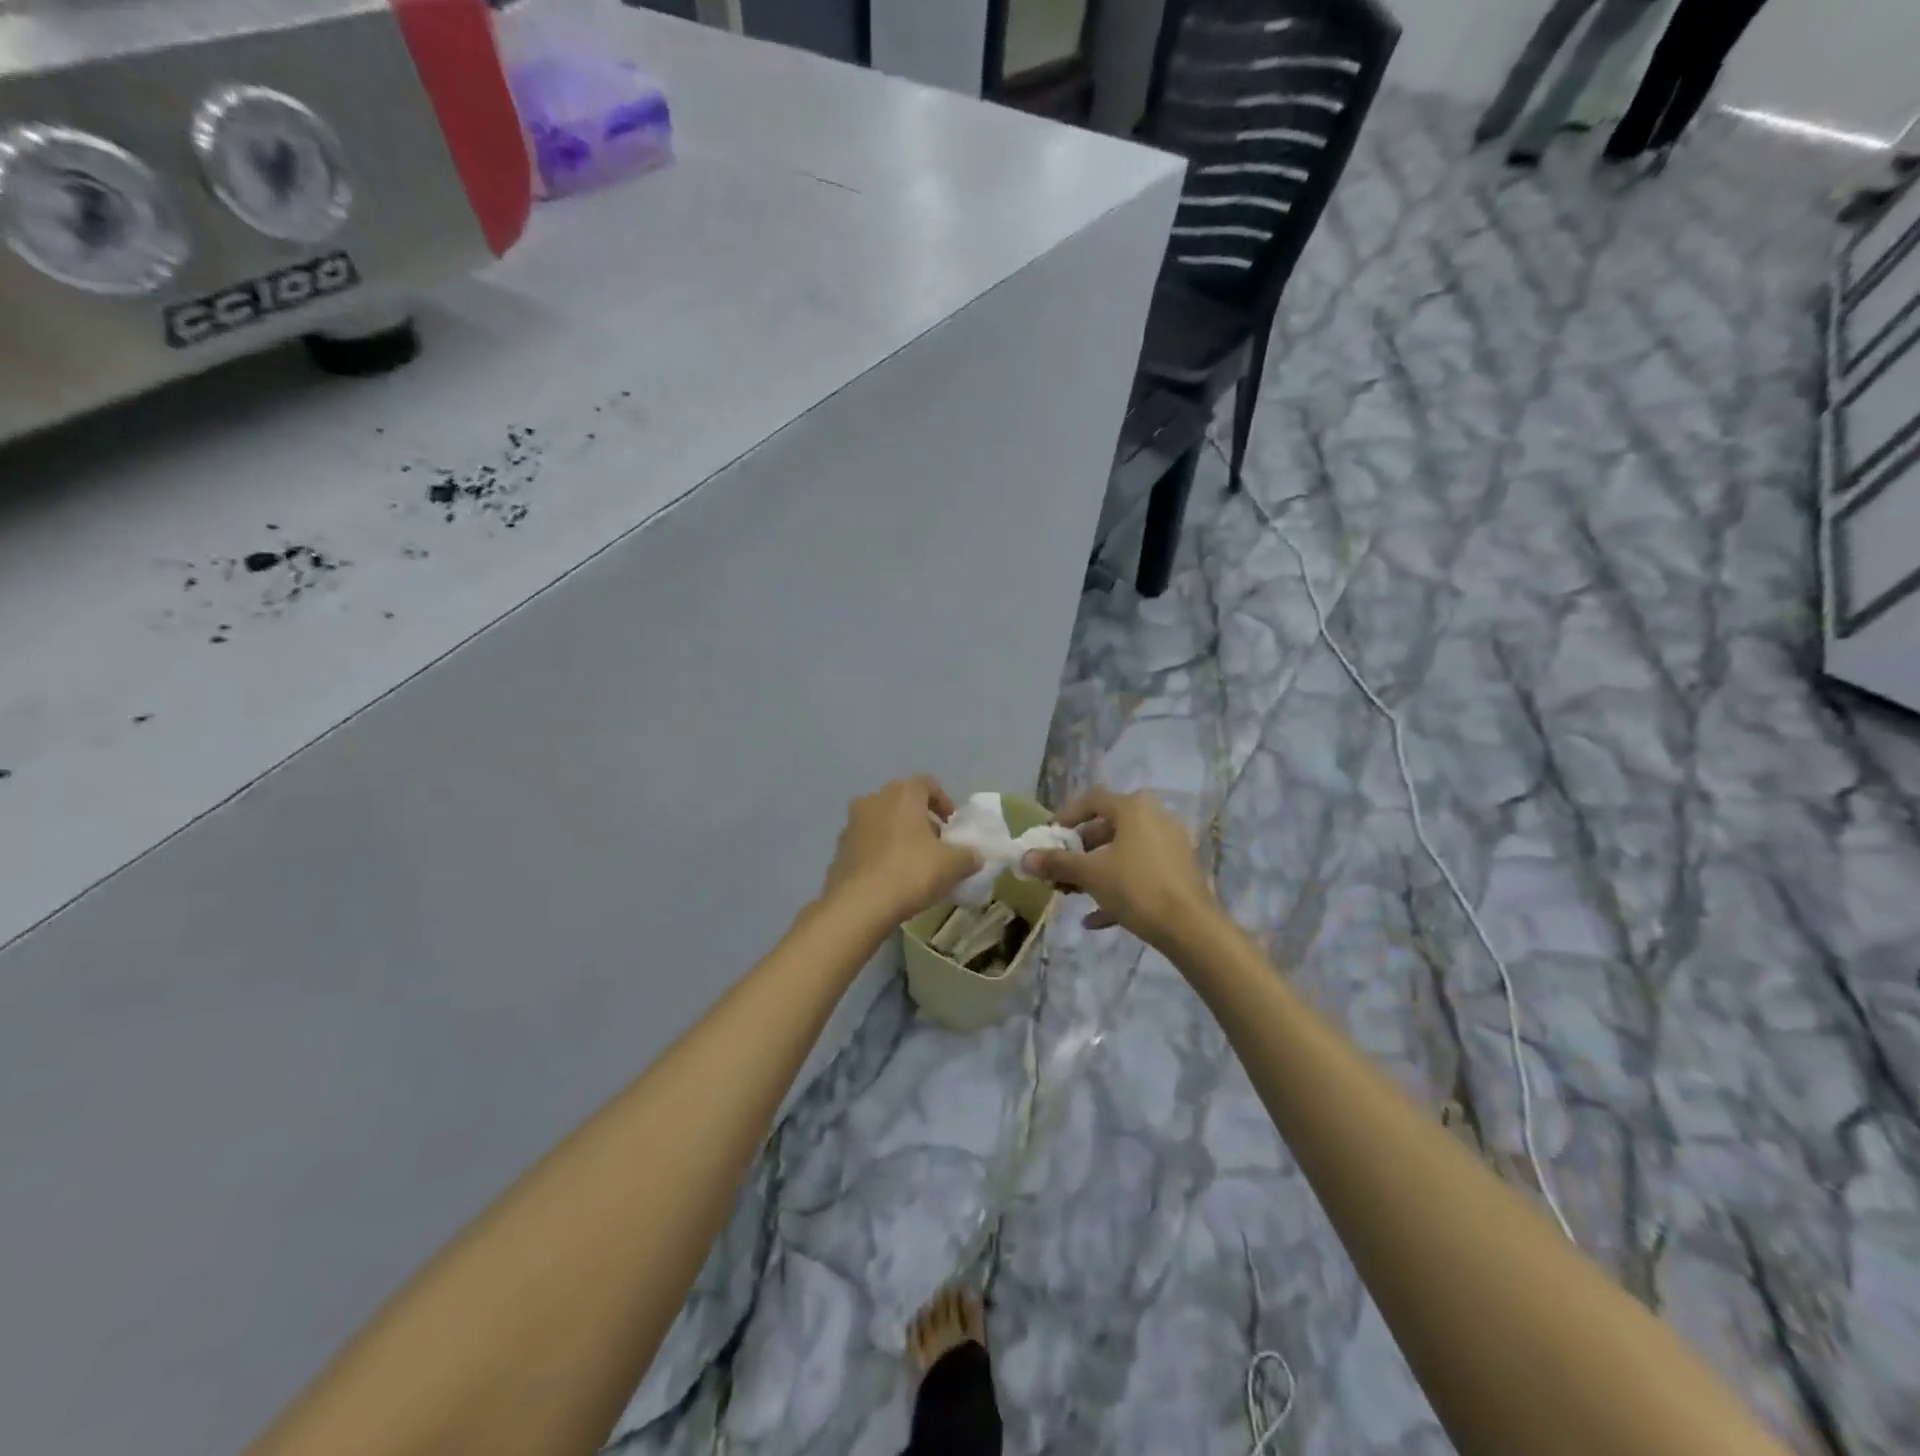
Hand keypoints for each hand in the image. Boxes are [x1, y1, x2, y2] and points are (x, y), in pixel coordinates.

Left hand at [821, 777, 982, 926]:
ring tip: (913, 862)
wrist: (858, 905)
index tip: (953, 826)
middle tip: (936, 844)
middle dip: (921, 820)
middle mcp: (874, 799)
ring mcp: (852, 823)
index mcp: (903, 794)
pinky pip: (867, 843)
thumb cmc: (910, 873)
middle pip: (904, 802)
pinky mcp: (839, 848)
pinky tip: (891, 876)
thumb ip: (969, 856)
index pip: (928, 784)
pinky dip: (880, 852)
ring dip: (899, 835)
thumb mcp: (953, 865)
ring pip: (883, 821)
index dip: (944, 802)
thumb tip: (974, 856)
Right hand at [1023, 787, 1218, 951]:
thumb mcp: (1091, 875)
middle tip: (1059, 870)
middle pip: (1107, 827)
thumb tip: (1025, 858)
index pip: (1092, 799)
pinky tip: (1095, 918)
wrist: (1191, 928)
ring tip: (1072, 893)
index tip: (1048, 836)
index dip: (1066, 815)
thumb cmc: (1136, 888)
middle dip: (1078, 850)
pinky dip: (1117, 888)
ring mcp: (1170, 844)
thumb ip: (1057, 863)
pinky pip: (1140, 873)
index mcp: (1134, 808)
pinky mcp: (1178, 871)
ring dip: (1095, 871)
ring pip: (1123, 852)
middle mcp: (1155, 817)